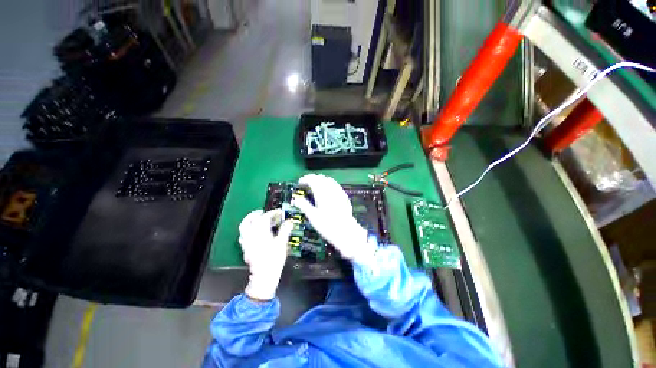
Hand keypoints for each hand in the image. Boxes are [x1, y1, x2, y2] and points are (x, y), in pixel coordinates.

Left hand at [238, 209, 293, 300]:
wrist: (264, 276)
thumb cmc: (274, 259)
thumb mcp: (282, 243)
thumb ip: (285, 230)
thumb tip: (290, 222)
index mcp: (261, 232)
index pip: (265, 218)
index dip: (272, 213)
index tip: (279, 212)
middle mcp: (251, 235)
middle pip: (249, 220)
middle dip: (257, 214)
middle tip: (264, 212)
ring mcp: (247, 242)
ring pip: (244, 227)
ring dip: (250, 221)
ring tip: (257, 219)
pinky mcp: (245, 248)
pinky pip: (243, 236)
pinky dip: (248, 230)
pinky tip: (254, 232)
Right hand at [292, 174, 375, 264]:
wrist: (346, 232)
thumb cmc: (327, 226)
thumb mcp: (313, 217)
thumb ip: (304, 206)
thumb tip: (296, 199)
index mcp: (322, 193)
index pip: (312, 180)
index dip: (305, 179)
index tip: (299, 183)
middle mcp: (331, 190)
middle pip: (320, 178)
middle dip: (311, 179)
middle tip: (305, 185)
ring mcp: (339, 192)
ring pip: (328, 180)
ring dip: (320, 180)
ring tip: (314, 187)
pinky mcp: (344, 196)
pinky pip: (335, 185)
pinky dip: (328, 184)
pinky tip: (326, 191)